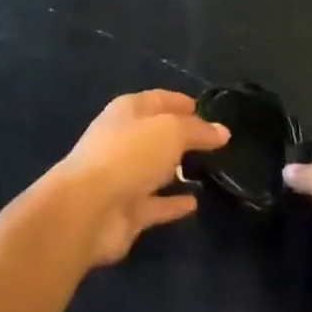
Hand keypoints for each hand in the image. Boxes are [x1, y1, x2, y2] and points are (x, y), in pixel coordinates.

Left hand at [54, 90, 229, 266]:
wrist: (88, 209)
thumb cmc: (129, 154)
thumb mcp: (170, 132)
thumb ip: (197, 131)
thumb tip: (222, 131)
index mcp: (128, 111)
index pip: (159, 100)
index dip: (181, 102)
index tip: (206, 109)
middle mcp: (124, 140)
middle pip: (156, 134)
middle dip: (181, 136)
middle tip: (213, 143)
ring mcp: (123, 176)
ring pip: (155, 169)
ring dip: (176, 169)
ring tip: (207, 170)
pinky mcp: (126, 211)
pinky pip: (156, 204)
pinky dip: (173, 204)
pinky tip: (195, 204)